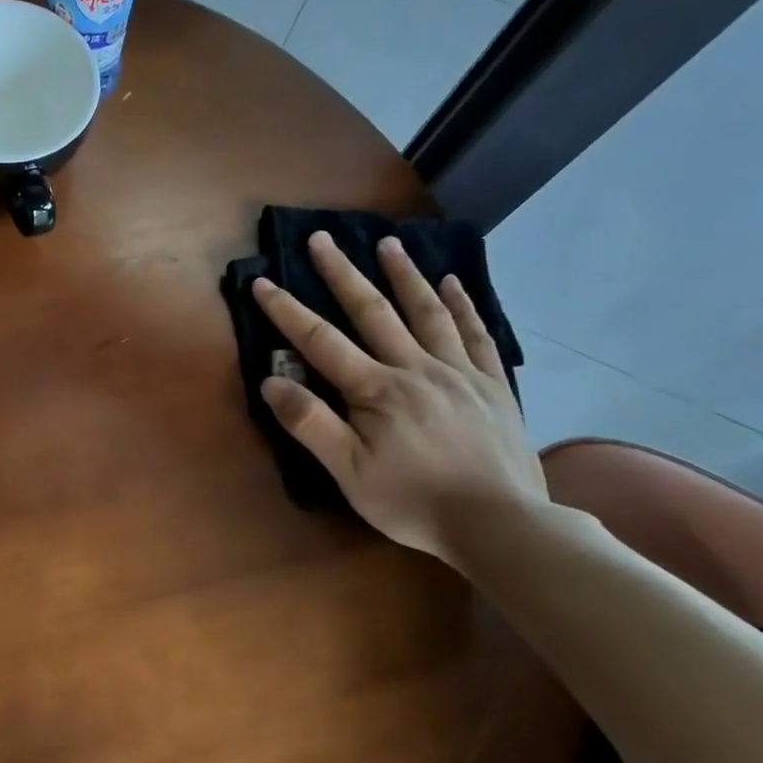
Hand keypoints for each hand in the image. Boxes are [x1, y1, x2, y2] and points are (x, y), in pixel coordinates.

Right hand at [253, 233, 545, 566]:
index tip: (263, 282)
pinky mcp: (492, 385)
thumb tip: (270, 380)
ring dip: (403, 275)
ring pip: (427, 313)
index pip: (320, 341)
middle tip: (322, 238)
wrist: (500, 523)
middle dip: (342, 274)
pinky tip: (452, 282)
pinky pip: (477, 334)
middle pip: (373, 312)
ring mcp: (459, 373)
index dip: (287, 311)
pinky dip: (462, 305)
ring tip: (387, 243)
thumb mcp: (348, 472)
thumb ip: (309, 424)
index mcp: (376, 390)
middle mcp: (415, 368)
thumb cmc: (413, 501)